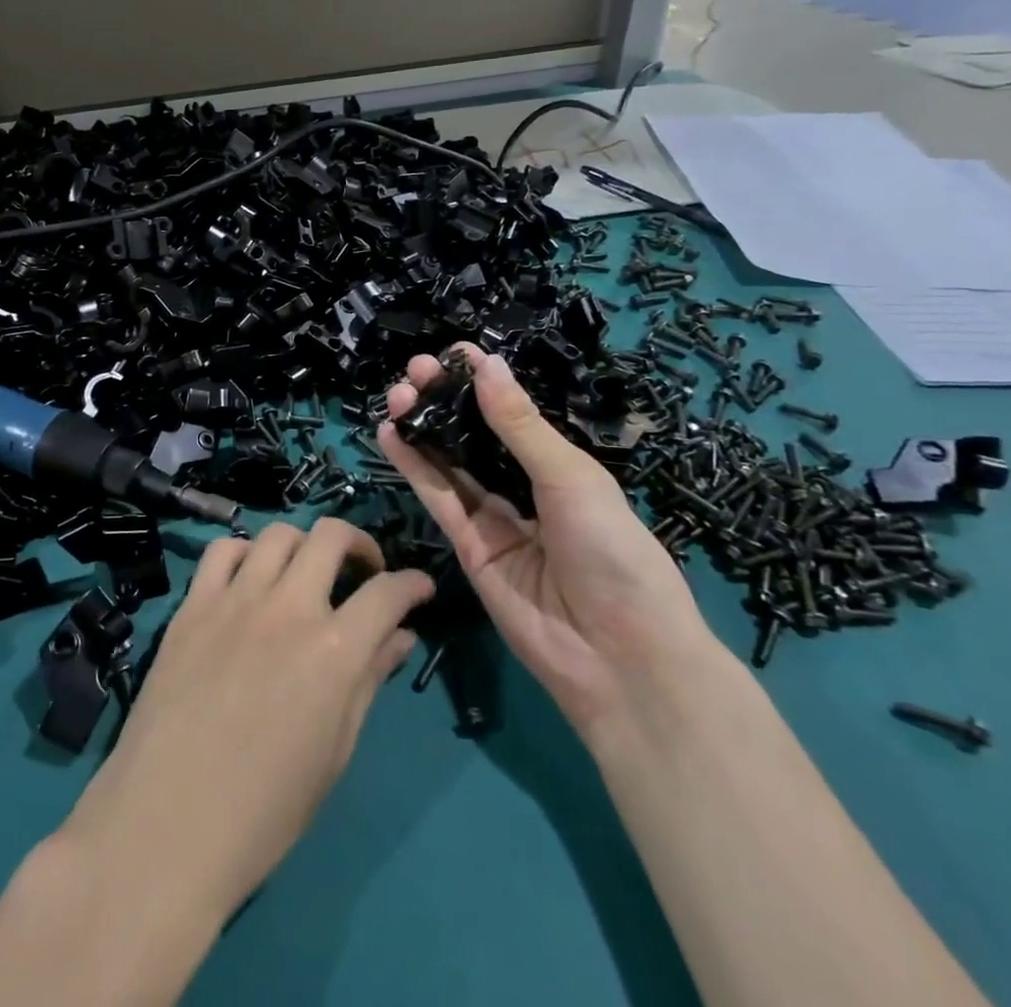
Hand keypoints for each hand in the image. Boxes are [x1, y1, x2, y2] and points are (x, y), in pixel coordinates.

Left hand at [57, 518, 434, 919]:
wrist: (168, 824)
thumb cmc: (266, 808)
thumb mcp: (335, 751)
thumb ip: (368, 680)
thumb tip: (400, 637)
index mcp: (333, 651)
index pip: (386, 593)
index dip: (412, 584)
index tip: (420, 588)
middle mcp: (288, 609)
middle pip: (331, 537)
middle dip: (360, 543)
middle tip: (365, 570)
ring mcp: (235, 600)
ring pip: (278, 534)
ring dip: (303, 545)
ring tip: (306, 573)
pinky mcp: (192, 605)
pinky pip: (222, 551)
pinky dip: (245, 553)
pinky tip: (250, 577)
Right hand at [379, 345, 721, 734]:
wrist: (618, 656)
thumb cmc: (612, 551)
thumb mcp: (570, 477)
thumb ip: (520, 425)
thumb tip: (487, 364)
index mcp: (560, 467)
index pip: (512, 415)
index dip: (482, 383)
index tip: (452, 352)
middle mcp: (524, 488)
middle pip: (474, 436)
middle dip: (445, 401)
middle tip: (415, 370)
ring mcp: (494, 520)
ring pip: (450, 464)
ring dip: (423, 428)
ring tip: (397, 395)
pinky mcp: (468, 548)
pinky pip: (439, 500)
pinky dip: (414, 467)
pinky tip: (392, 435)